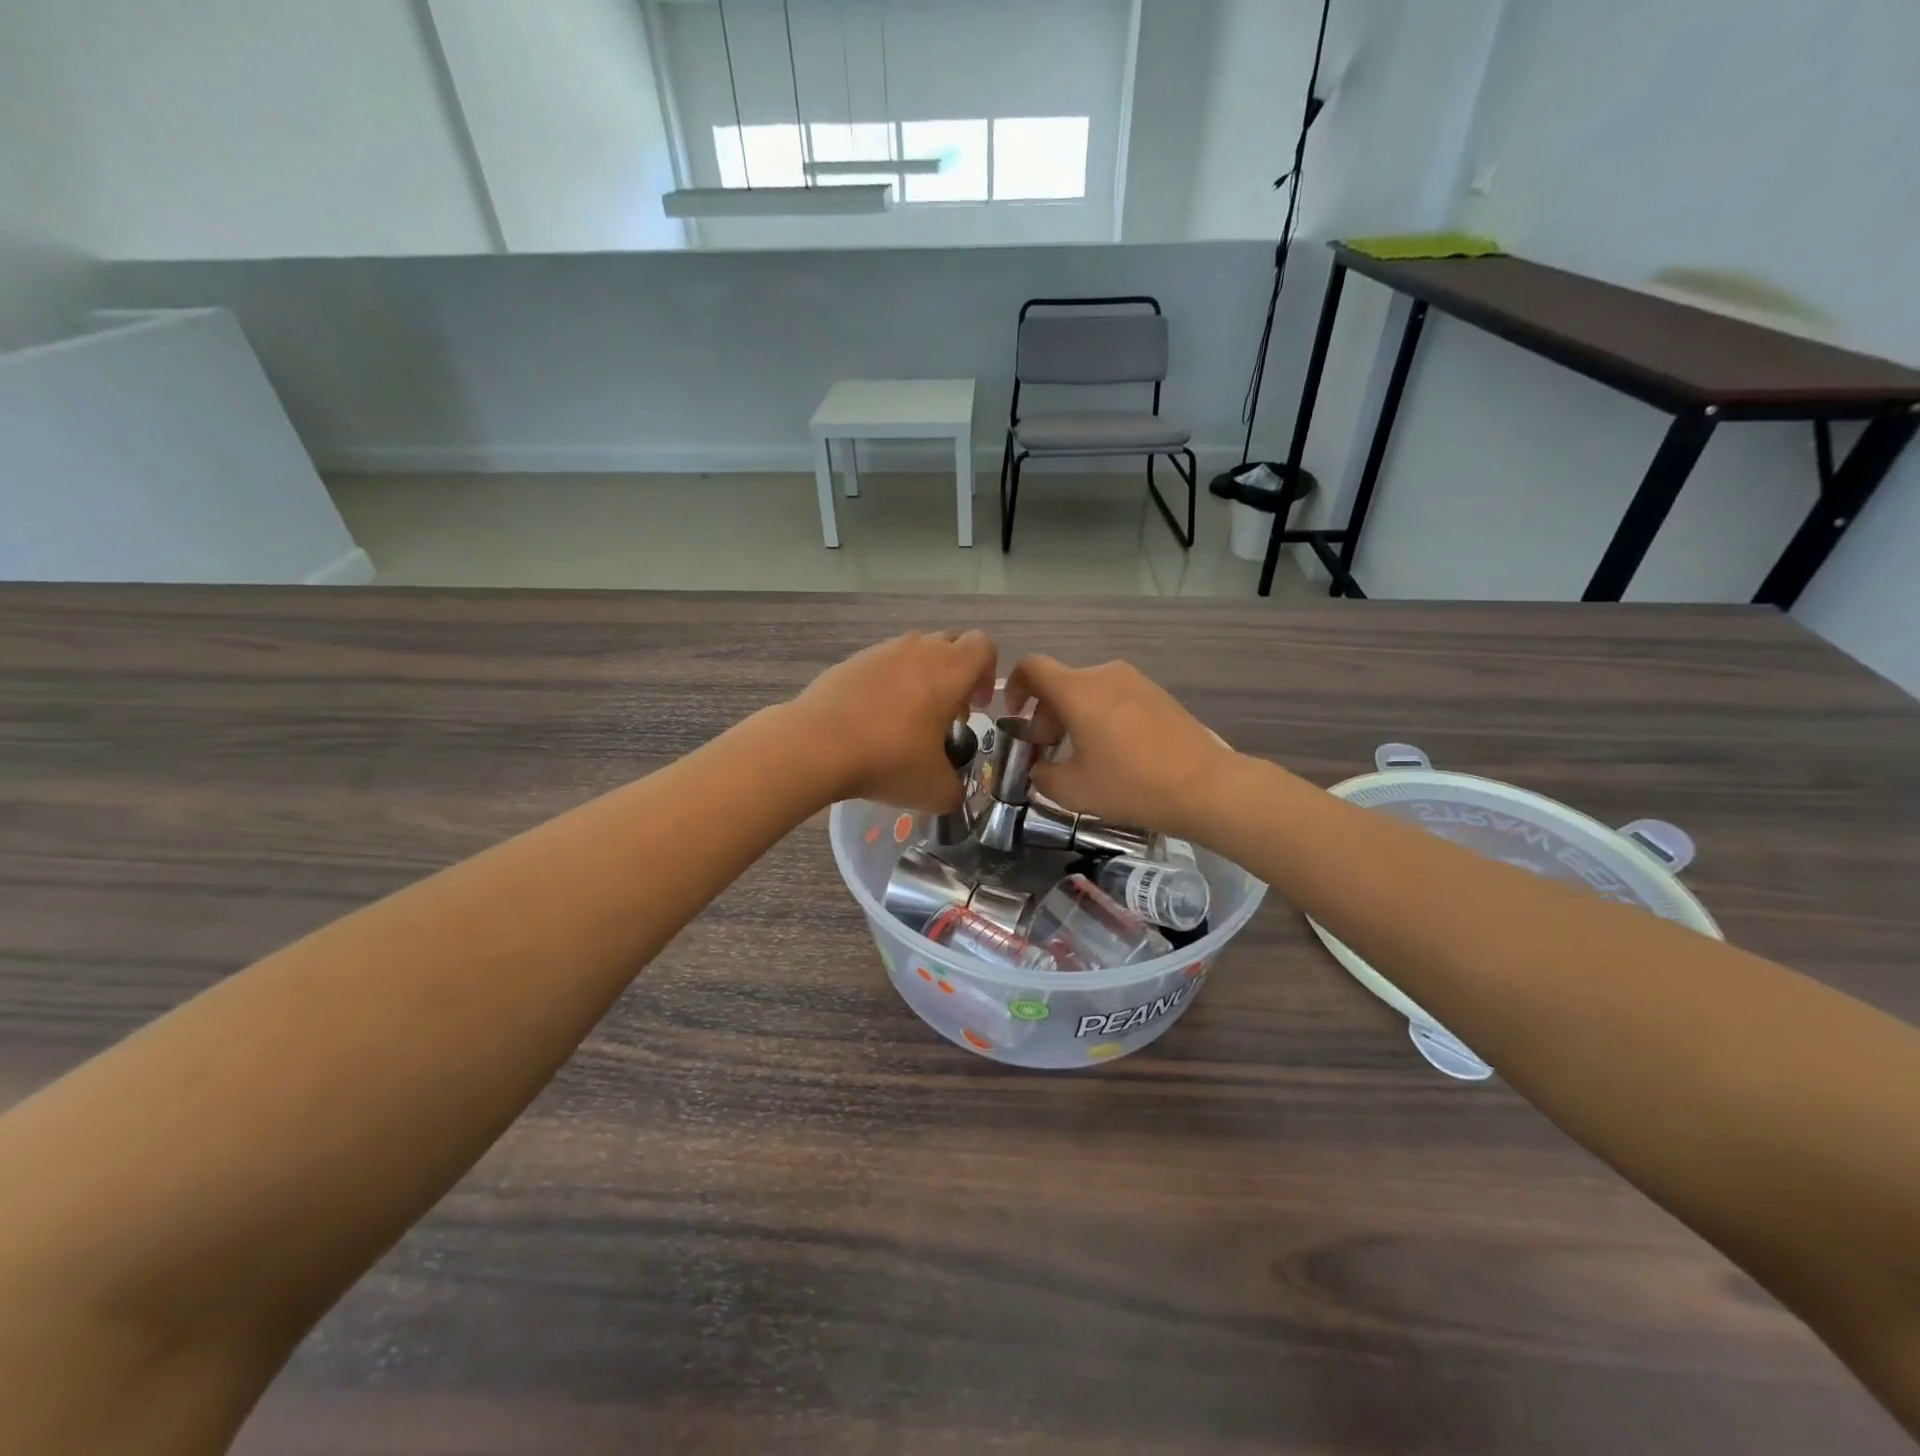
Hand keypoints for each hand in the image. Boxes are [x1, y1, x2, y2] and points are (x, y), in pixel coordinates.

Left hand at [792, 631, 997, 810]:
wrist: (815, 745)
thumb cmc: (888, 759)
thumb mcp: (935, 790)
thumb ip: (954, 789)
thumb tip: (951, 792)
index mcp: (950, 669)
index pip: (984, 646)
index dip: (987, 674)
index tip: (976, 707)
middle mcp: (918, 649)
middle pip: (950, 644)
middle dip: (956, 675)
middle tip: (946, 714)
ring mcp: (880, 651)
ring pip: (913, 653)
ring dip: (921, 678)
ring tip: (907, 720)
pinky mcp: (849, 662)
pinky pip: (880, 665)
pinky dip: (886, 685)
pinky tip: (872, 721)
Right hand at [1003, 655, 1234, 838]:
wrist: (1204, 786)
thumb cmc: (1129, 784)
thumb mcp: (1072, 790)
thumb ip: (1042, 775)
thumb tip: (1039, 768)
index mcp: (1077, 690)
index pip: (1031, 668)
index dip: (1014, 687)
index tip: (1016, 717)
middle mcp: (1104, 674)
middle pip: (1061, 684)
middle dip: (1046, 716)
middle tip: (1049, 753)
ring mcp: (1135, 681)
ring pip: (1088, 691)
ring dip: (1074, 718)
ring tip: (1082, 756)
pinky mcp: (1158, 694)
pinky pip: (1115, 697)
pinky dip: (1101, 717)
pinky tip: (1114, 753)